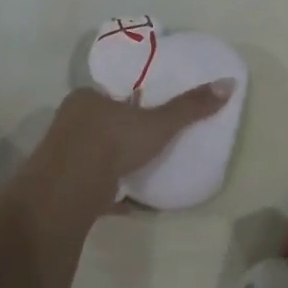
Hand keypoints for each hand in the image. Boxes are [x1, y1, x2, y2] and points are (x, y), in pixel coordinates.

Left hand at [15, 80, 234, 216]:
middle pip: (98, 123)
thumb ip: (189, 107)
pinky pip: (88, 185)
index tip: (144, 112)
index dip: (127, 101)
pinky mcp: (60, 184)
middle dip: (118, 133)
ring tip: (137, 170)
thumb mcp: (158, 124)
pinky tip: (125, 203)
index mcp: (87, 98)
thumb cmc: (113, 143)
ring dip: (111, 163)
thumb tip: (228, 84)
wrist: (70, 188)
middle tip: (145, 143)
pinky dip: (105, 193)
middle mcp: (69, 121)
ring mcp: (60, 154)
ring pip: (91, 154)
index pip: (108, 94)